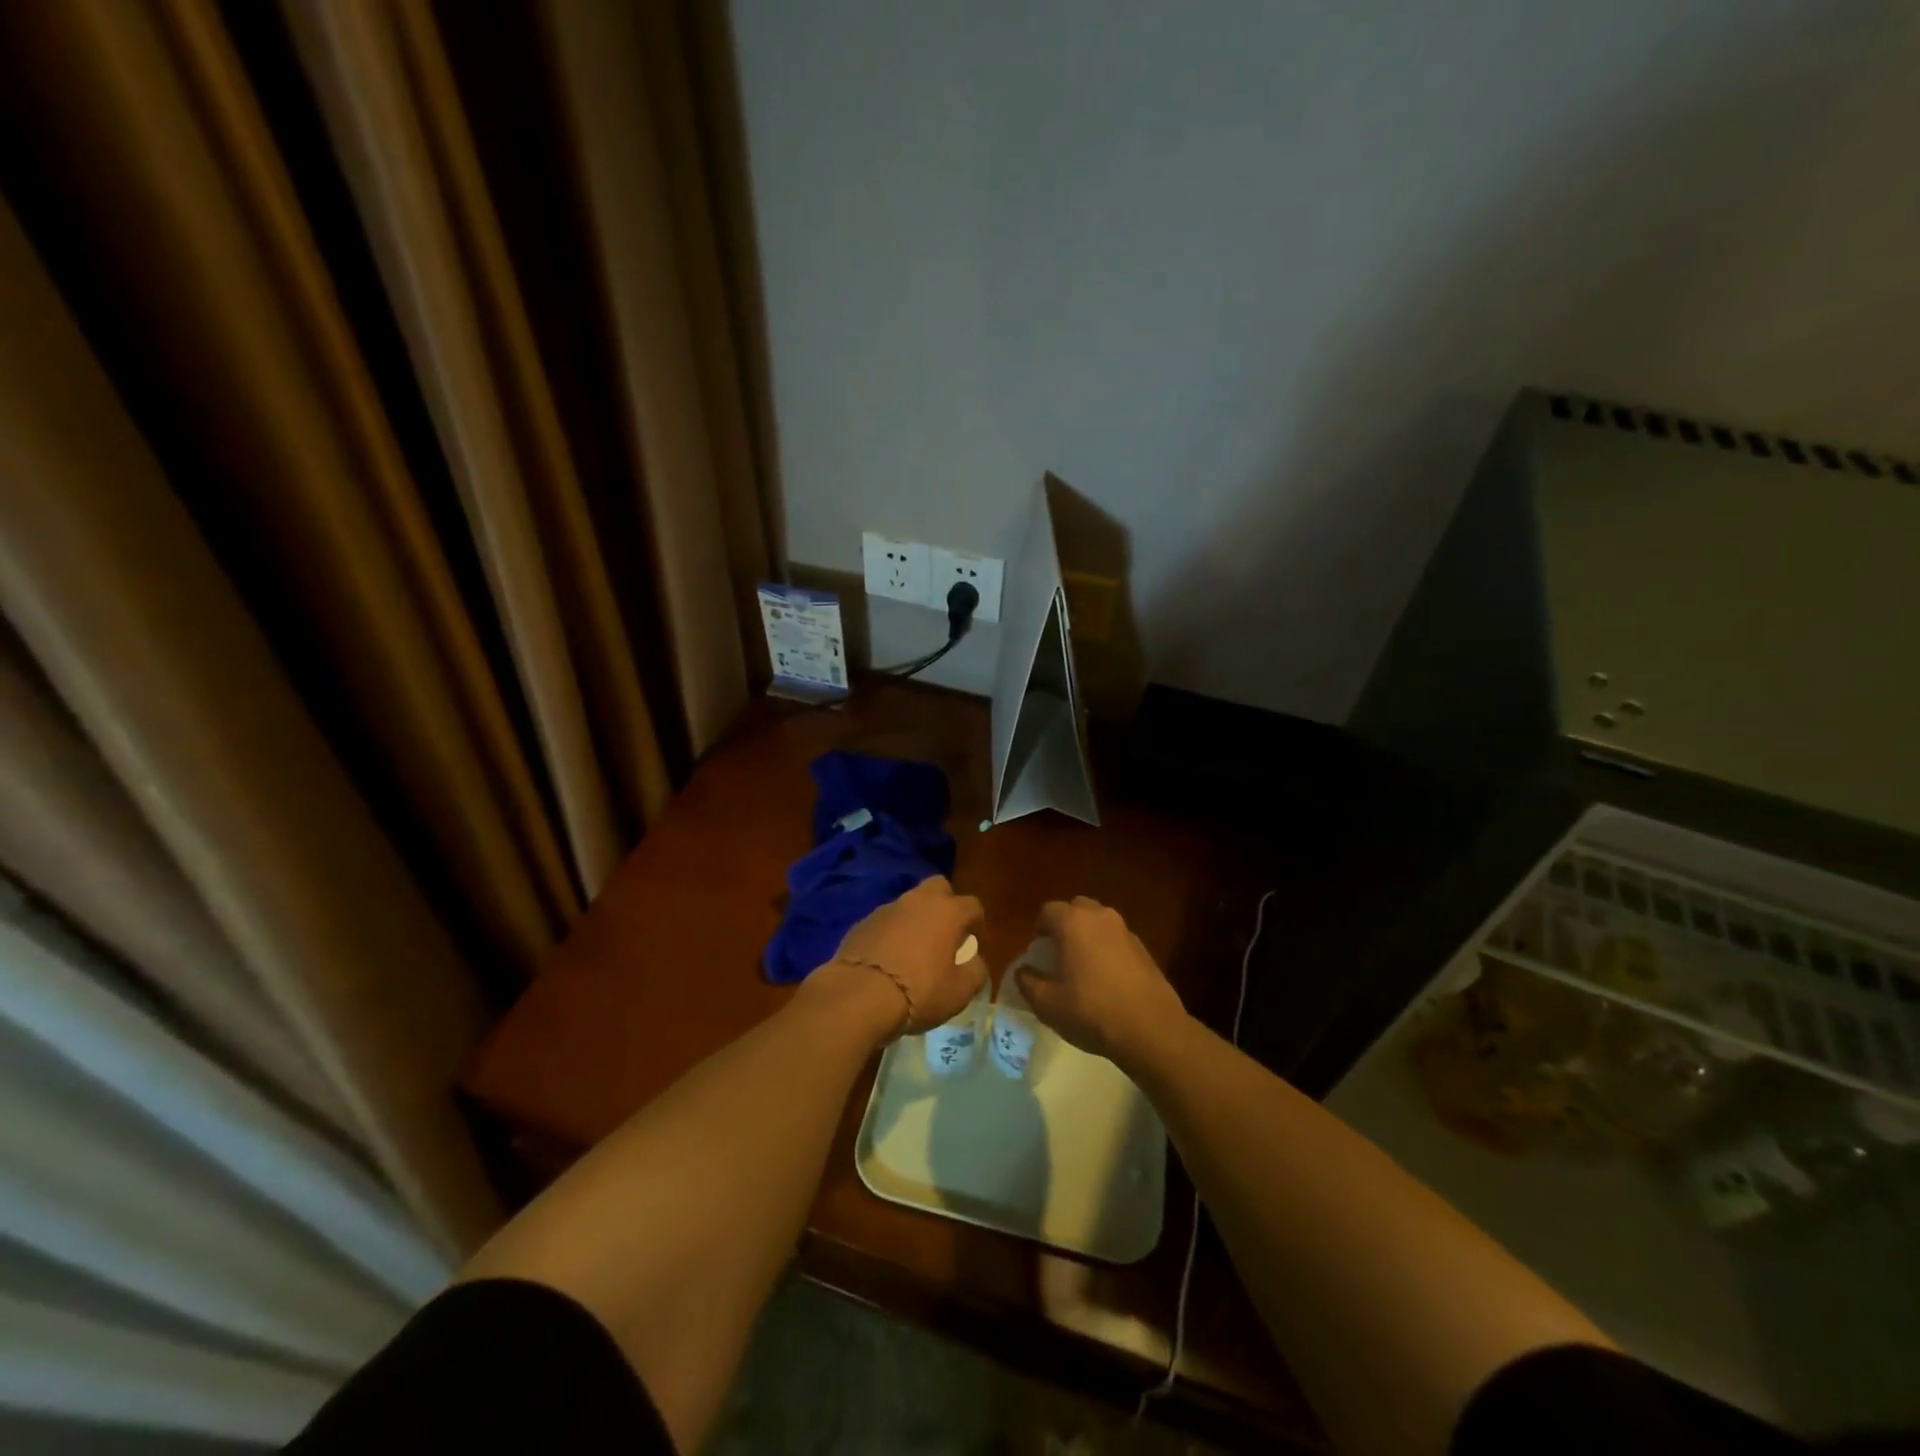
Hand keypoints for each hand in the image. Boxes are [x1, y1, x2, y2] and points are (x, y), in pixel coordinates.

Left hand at [823, 876, 985, 1037]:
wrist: (859, 995)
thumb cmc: (919, 991)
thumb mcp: (959, 992)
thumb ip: (975, 971)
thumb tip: (973, 961)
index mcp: (948, 912)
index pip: (973, 905)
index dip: (976, 922)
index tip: (973, 941)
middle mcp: (918, 901)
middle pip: (939, 887)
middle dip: (945, 903)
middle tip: (944, 932)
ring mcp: (887, 909)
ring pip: (909, 903)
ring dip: (915, 919)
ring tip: (913, 949)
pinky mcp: (862, 922)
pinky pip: (885, 921)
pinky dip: (891, 933)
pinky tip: (888, 958)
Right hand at [1017, 897, 1185, 1065]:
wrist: (1150, 1028)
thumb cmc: (1091, 1011)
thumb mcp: (1047, 1004)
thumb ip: (1028, 982)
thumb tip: (1022, 971)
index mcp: (1072, 922)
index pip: (1048, 911)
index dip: (1039, 929)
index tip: (1038, 952)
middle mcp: (1100, 917)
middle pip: (1076, 909)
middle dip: (1065, 925)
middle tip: (1059, 954)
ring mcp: (1125, 930)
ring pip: (1099, 922)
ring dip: (1088, 936)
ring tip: (1083, 966)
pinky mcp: (1144, 948)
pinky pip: (1117, 939)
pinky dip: (1108, 949)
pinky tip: (1107, 979)